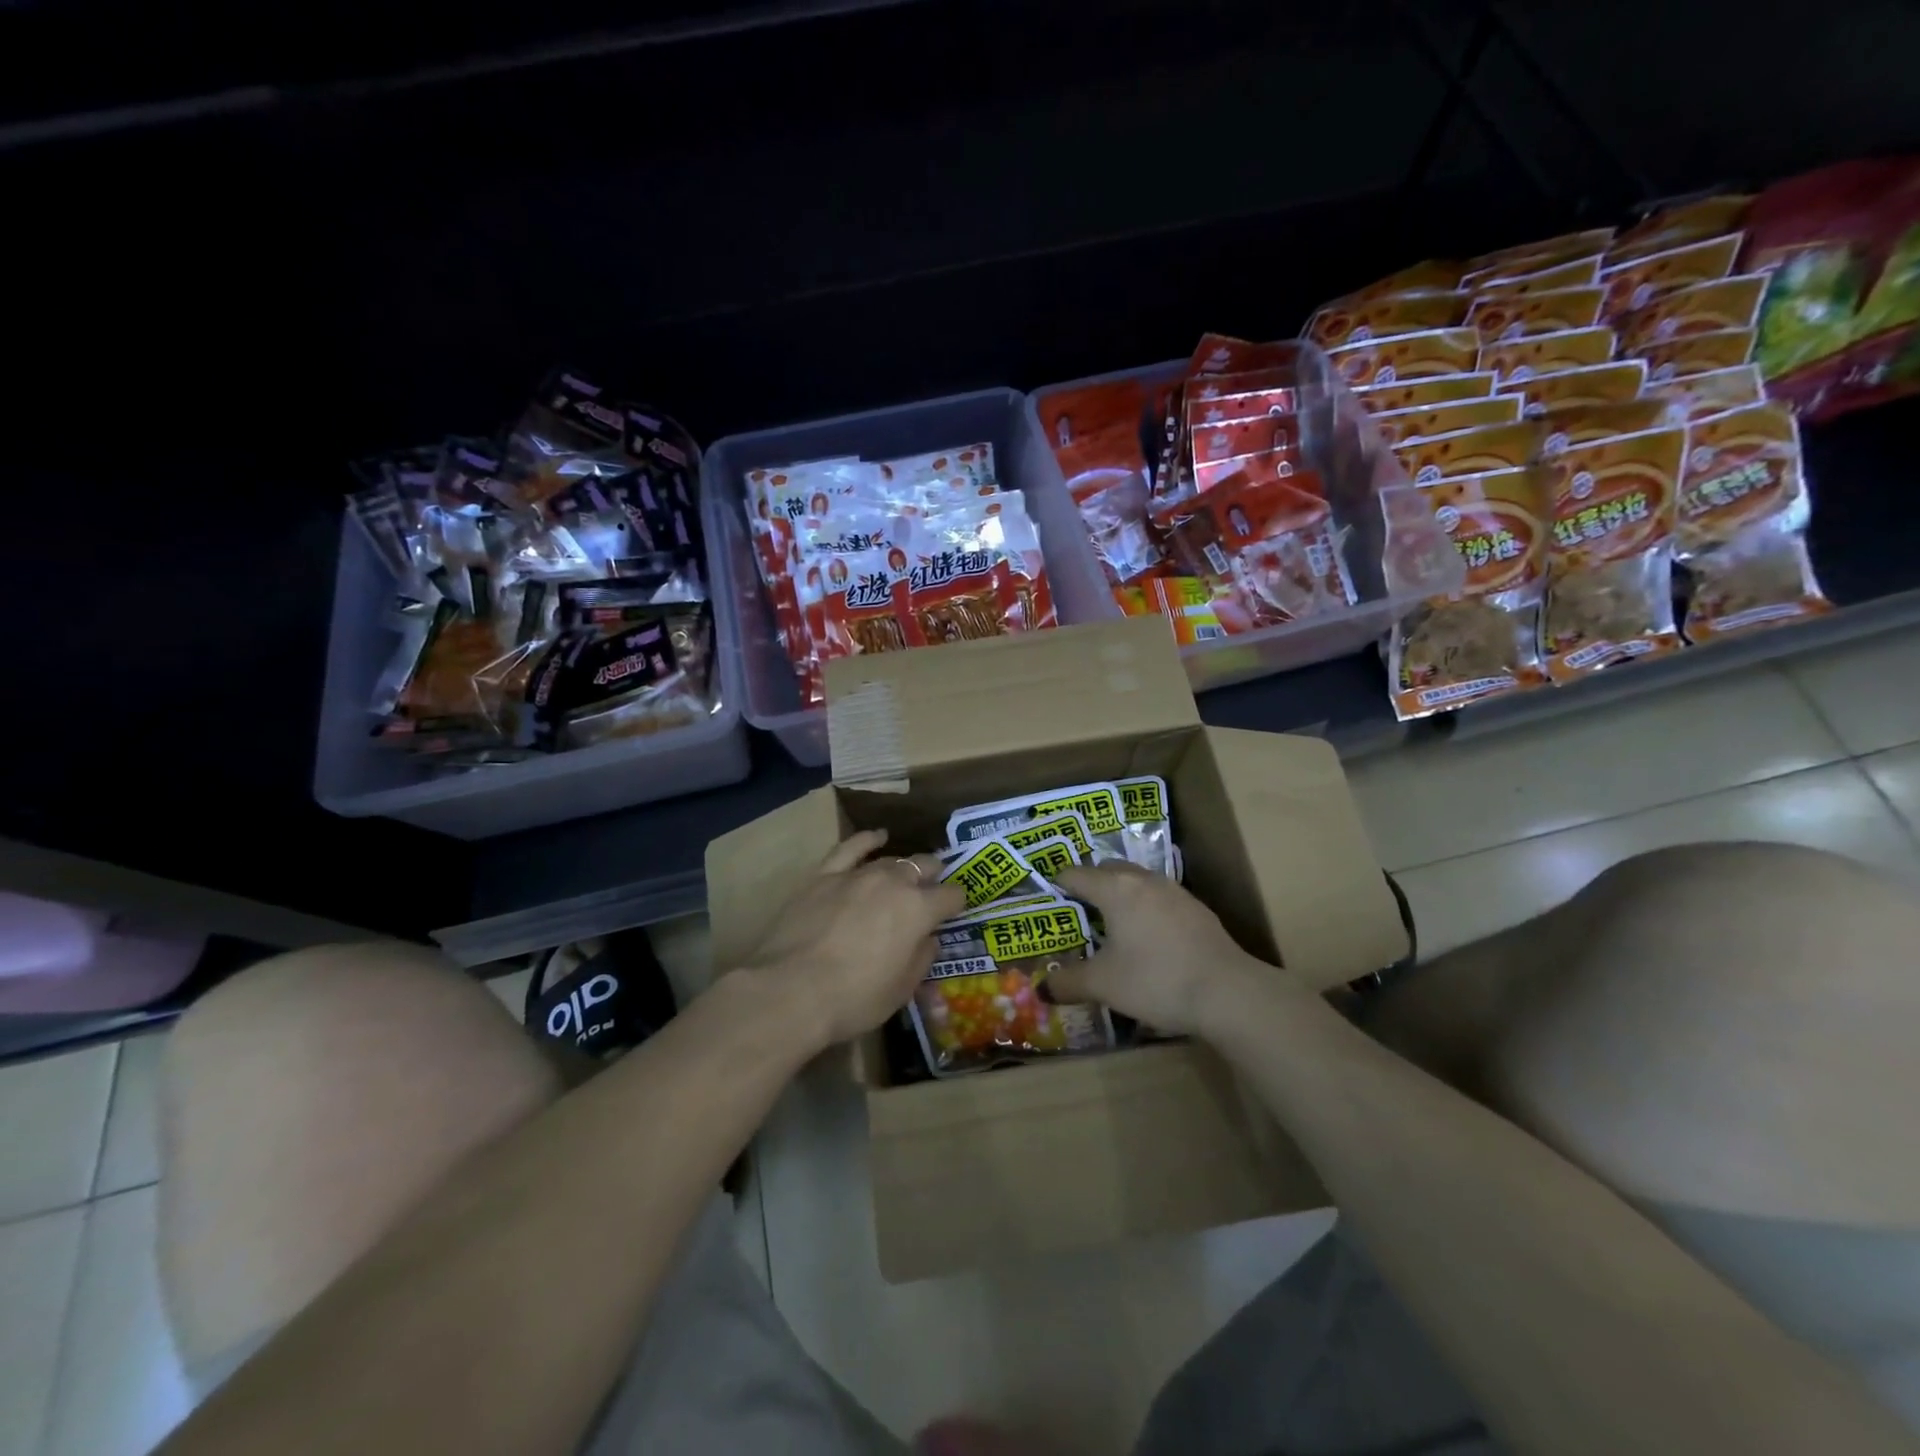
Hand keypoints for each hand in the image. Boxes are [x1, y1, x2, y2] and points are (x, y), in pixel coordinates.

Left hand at [740, 829, 964, 1048]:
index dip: (957, 902)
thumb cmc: (854, 998)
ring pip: (890, 860)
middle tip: (932, 889)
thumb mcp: (901, 990)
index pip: (951, 896)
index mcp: (919, 910)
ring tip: (907, 873)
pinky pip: (850, 848)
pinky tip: (877, 837)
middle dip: (933, 876)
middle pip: (923, 867)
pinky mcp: (824, 875)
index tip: (956, 910)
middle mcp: (893, 883)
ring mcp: (858, 875)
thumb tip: (928, 938)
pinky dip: (867, 840)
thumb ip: (921, 958)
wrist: (791, 990)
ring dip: (903, 867)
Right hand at [1047, 863, 1265, 1035]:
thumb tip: (1043, 988)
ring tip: (1112, 924)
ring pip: (1137, 881)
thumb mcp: (1103, 985)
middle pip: (1108, 870)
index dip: (1058, 884)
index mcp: (1114, 889)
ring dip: (1121, 895)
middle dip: (1090, 884)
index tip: (1048, 898)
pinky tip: (1149, 939)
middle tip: (1078, 912)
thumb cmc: (1155, 980)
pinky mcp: (1196, 909)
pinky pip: (1159, 898)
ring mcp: (1174, 891)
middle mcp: (1143, 880)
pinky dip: (1146, 909)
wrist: (1227, 992)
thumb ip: (1068, 982)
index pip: (1075, 874)